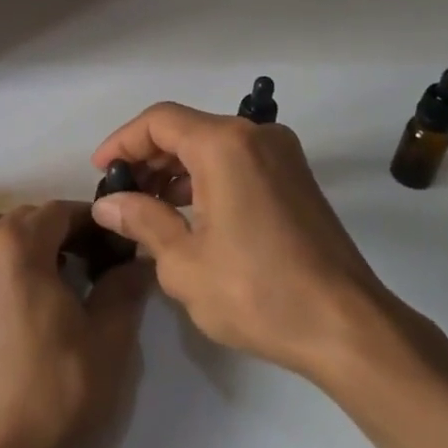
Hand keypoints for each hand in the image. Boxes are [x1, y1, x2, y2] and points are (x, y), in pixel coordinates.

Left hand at [0, 203, 151, 447]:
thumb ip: (124, 286)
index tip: (118, 242)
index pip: (60, 211)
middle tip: (96, 259)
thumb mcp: (108, 337)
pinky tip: (29, 293)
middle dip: (63, 228)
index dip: (93, 221)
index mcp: (17, 248)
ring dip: (26, 237)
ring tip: (55, 270)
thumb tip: (138, 259)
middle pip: (27, 216)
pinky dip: (3, 256)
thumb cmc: (58, 390)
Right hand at [90, 104, 447, 382]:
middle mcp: (257, 136)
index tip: (100, 172)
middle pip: (187, 129)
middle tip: (121, 195)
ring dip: (177, 169)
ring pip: (214, 145)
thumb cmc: (257, 292)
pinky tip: (189, 213)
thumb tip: (108, 204)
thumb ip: (142, 221)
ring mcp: (282, 155)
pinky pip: (239, 162)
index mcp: (225, 145)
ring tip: (149, 208)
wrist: (346, 325)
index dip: (123, 142)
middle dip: (149, 157)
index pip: (159, 121)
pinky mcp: (296, 178)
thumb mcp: (184, 262)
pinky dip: (207, 178)